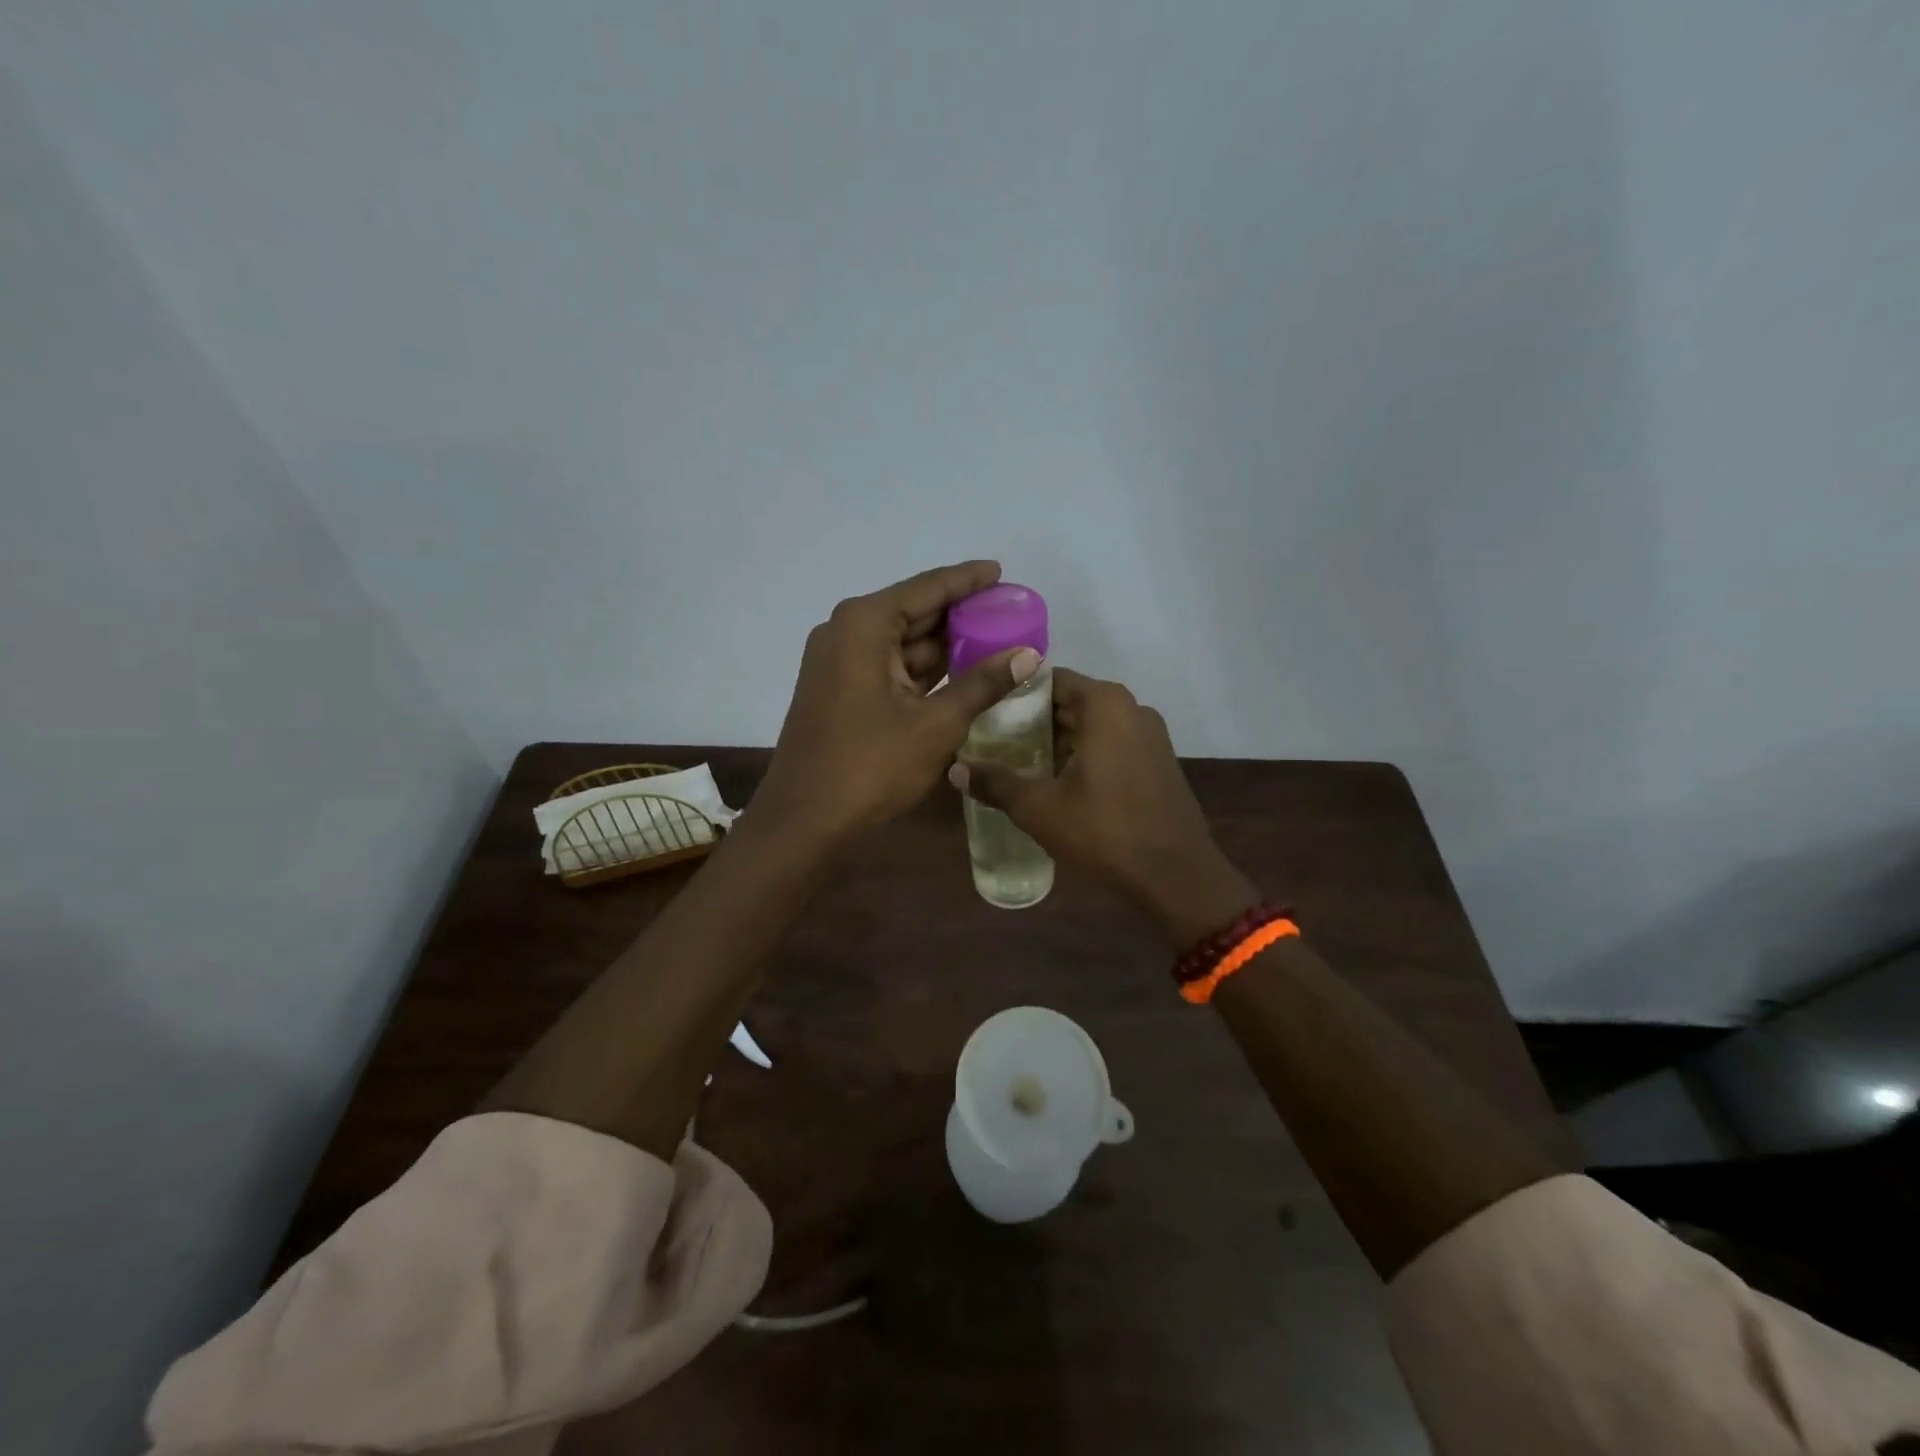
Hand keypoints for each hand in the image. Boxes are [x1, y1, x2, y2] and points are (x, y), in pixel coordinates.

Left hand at [753, 561, 1040, 844]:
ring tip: (997, 641)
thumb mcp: (936, 724)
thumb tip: (1029, 655)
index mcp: (865, 624)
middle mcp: (847, 632)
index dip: (967, 580)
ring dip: (946, 645)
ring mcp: (840, 663)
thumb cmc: (870, 766)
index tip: (1001, 571)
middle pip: (914, 612)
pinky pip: (892, 668)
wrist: (806, 821)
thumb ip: (983, 684)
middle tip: (1009, 612)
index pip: (927, 588)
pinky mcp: (842, 691)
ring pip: (904, 643)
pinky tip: (963, 673)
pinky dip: (926, 670)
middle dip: (961, 615)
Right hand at [949, 668, 1257, 944]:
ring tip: (1019, 761)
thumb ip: (996, 783)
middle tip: (994, 740)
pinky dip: (1085, 753)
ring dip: (1059, 740)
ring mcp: (1150, 734)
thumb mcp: (1039, 808)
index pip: (1049, 680)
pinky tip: (1059, 781)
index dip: (1014, 694)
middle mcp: (1131, 708)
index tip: (986, 711)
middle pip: (1071, 701)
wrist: (1176, 875)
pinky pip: (1112, 743)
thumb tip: (956, 770)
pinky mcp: (1158, 760)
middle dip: (1033, 719)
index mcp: (1105, 704)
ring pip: (1092, 724)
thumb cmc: (1104, 831)